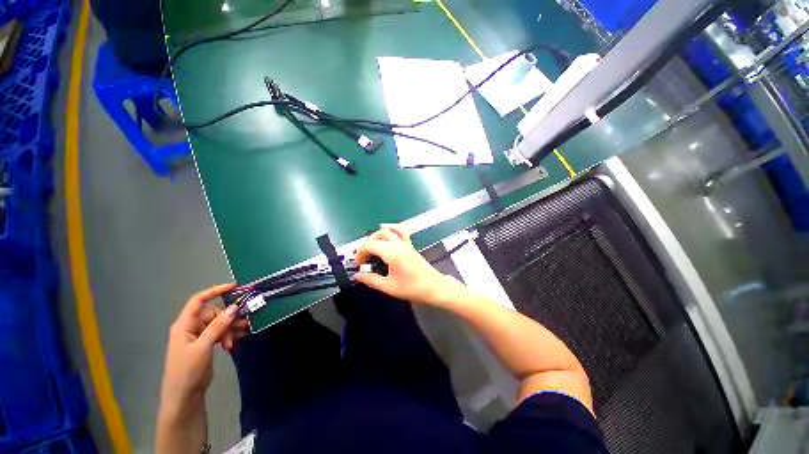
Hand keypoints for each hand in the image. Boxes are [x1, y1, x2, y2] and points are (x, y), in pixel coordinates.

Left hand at [159, 284, 247, 412]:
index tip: (235, 287)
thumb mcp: (203, 347)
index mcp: (185, 324)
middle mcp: (191, 327)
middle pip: (214, 313)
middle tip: (243, 324)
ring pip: (219, 323)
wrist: (184, 395)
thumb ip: (218, 326)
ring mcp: (199, 336)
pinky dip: (228, 335)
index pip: (199, 301)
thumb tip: (234, 307)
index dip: (215, 291)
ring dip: (230, 328)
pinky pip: (220, 333)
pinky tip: (235, 342)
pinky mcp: (205, 344)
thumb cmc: (188, 370)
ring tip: (241, 334)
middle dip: (229, 318)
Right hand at [354, 224, 449, 302]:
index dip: (360, 254)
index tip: (358, 265)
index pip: (370, 245)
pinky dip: (391, 228)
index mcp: (392, 252)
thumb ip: (371, 280)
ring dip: (376, 236)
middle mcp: (398, 244)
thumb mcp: (389, 287)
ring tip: (370, 247)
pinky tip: (386, 229)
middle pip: (377, 236)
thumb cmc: (412, 288)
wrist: (434, 286)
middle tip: (362, 258)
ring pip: (387, 231)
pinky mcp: (410, 245)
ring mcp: (405, 243)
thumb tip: (358, 275)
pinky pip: (400, 231)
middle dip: (366, 245)